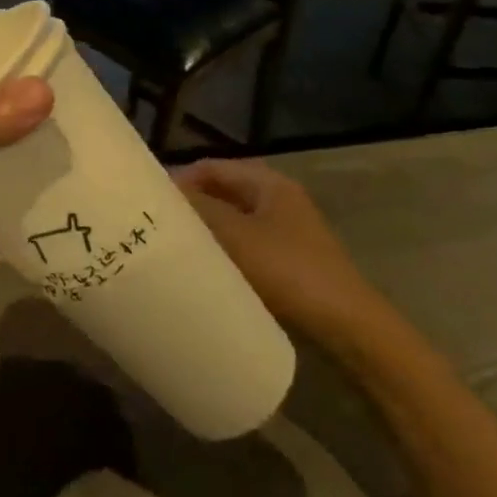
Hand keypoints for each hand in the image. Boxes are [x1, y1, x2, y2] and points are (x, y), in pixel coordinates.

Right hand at [172, 159, 388, 349]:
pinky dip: (221, 253)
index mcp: (269, 184)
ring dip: (204, 232)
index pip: (211, 168)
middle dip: (190, 207)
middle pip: (221, 193)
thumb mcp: (235, 235)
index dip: (179, 180)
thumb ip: (197, 208)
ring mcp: (285, 233)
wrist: (347, 329)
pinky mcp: (287, 263)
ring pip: (231, 223)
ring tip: (173, 249)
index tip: (150, 203)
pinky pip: (243, 248)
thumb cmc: (288, 271)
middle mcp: (278, 201)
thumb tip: (160, 194)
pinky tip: (203, 271)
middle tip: (157, 226)